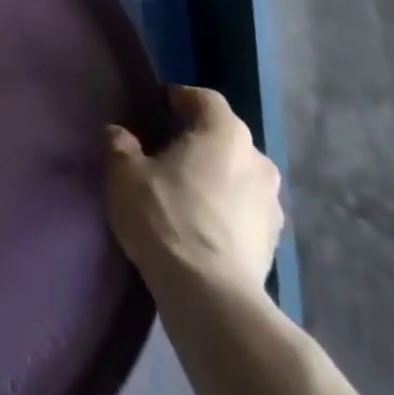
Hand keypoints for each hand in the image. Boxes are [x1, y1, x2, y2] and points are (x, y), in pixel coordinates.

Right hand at [105, 84, 282, 294]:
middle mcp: (257, 158)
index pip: (203, 98)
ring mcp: (272, 202)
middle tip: (164, 154)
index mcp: (225, 131)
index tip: (154, 113)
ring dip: (215, 177)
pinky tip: (201, 227)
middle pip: (223, 136)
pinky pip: (245, 210)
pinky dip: (226, 210)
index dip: (178, 100)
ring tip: (184, 194)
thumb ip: (120, 144)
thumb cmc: (165, 217)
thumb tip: (118, 132)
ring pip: (237, 174)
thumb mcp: (124, 174)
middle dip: (197, 141)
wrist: (211, 296)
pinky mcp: (274, 241)